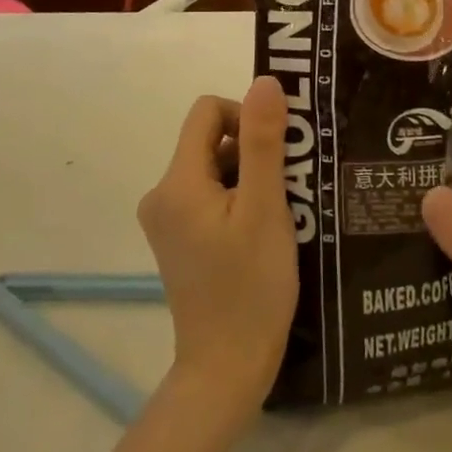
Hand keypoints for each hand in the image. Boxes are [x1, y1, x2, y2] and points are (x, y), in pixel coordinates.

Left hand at [137, 77, 298, 428]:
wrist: (227, 370)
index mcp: (177, 182)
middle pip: (212, 140)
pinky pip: (211, 195)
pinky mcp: (179, 239)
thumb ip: (264, 141)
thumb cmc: (250, 287)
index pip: (208, 112)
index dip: (246, 117)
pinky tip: (265, 231)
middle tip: (288, 187)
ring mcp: (168, 220)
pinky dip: (240, 199)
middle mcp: (162, 194)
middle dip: (254, 152)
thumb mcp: (265, 208)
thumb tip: (264, 81)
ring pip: (216, 168)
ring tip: (281, 213)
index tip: (277, 151)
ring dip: (251, 177)